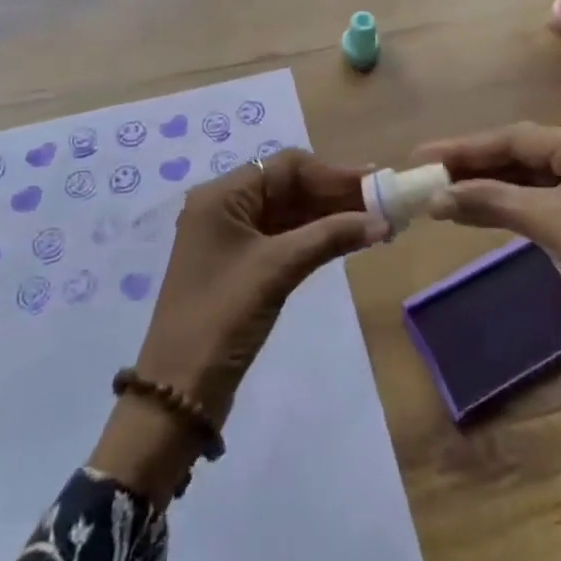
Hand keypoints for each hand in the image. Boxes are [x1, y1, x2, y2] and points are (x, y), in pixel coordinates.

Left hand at [90, 151, 387, 499]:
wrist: (177, 394)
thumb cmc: (222, 317)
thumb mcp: (278, 270)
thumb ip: (330, 237)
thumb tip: (383, 221)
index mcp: (223, 195)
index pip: (286, 166)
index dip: (332, 173)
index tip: (374, 184)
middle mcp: (225, 207)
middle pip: (289, 186)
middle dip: (334, 194)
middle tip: (382, 203)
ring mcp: (232, 238)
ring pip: (290, 212)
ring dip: (329, 216)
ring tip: (374, 221)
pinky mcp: (241, 266)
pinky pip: (284, 237)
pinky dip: (316, 237)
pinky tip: (348, 240)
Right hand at [416, 123, 560, 434]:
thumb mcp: (554, 227)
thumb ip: (493, 201)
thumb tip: (437, 197)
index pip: (519, 137)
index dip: (467, 147)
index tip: (423, 153)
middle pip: (524, 152)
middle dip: (476, 165)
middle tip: (427, 173)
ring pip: (531, 176)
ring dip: (490, 185)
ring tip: (442, 191)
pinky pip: (544, 199)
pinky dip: (510, 204)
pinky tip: (478, 207)